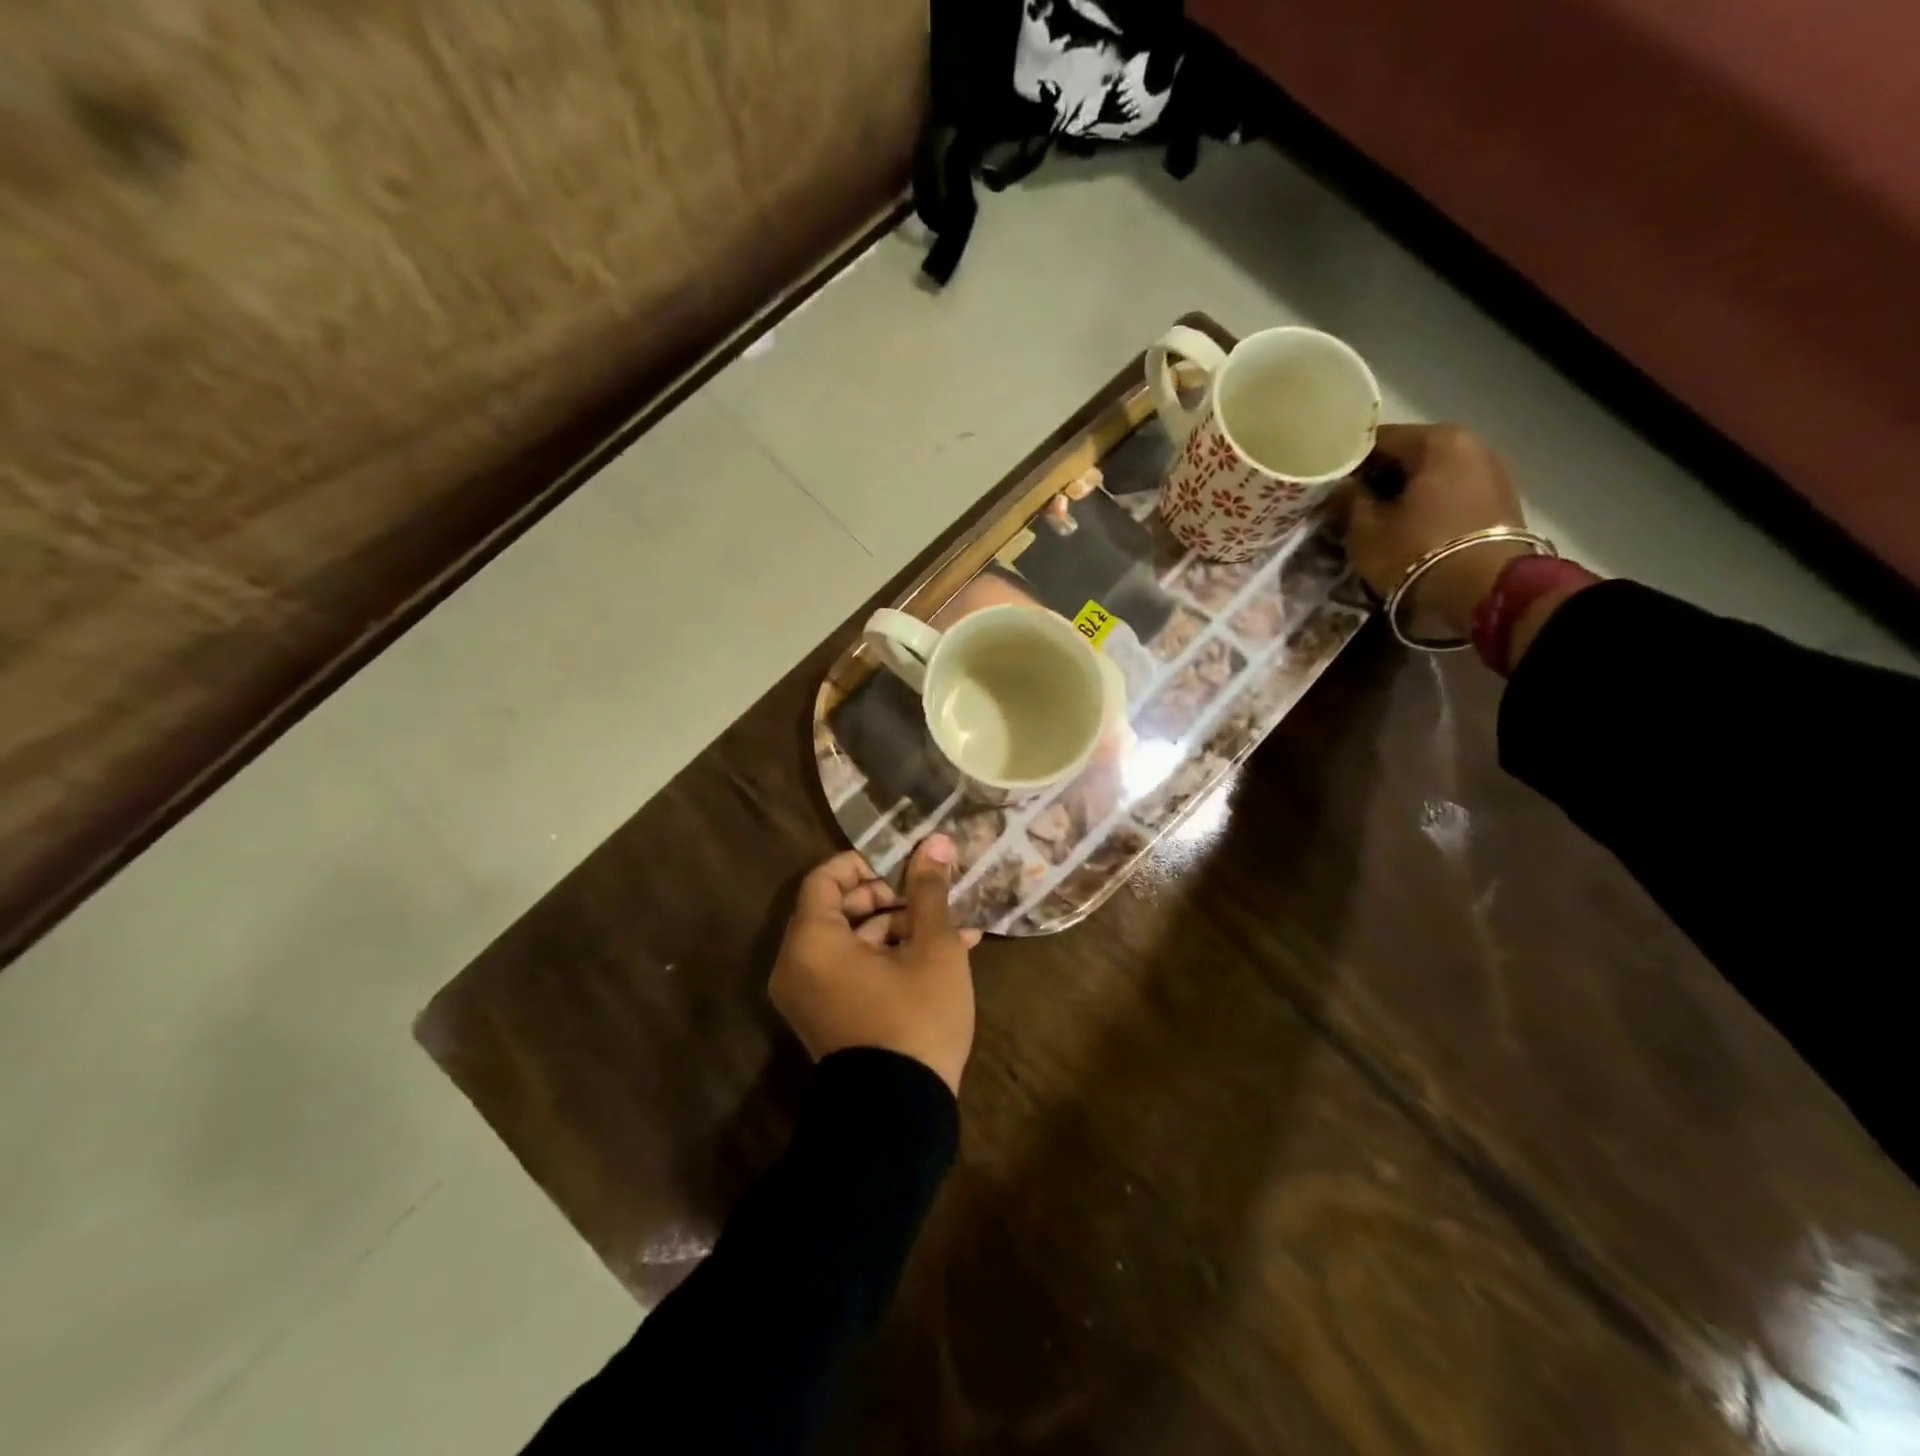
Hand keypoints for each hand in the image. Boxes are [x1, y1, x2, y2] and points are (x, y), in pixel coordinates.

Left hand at [769, 836, 981, 1095]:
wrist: (898, 1116)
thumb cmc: (914, 1019)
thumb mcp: (933, 947)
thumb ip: (929, 890)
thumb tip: (936, 840)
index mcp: (813, 941)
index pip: (826, 878)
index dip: (865, 864)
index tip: (904, 868)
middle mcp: (798, 964)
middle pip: (839, 908)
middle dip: (890, 898)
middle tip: (931, 900)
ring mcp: (810, 995)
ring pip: (852, 941)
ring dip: (899, 929)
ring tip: (952, 930)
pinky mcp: (827, 1018)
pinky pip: (851, 971)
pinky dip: (887, 958)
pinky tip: (941, 957)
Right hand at [1344, 424, 1529, 638]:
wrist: (1484, 593)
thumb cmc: (1416, 552)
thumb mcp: (1366, 530)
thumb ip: (1348, 501)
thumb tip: (1340, 488)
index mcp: (1437, 441)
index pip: (1378, 438)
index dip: (1346, 462)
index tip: (1325, 485)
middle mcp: (1471, 446)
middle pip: (1408, 455)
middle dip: (1376, 479)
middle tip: (1345, 505)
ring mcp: (1491, 474)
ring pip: (1430, 476)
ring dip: (1401, 495)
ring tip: (1373, 521)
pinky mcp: (1499, 504)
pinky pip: (1449, 496)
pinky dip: (1425, 507)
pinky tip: (1404, 529)